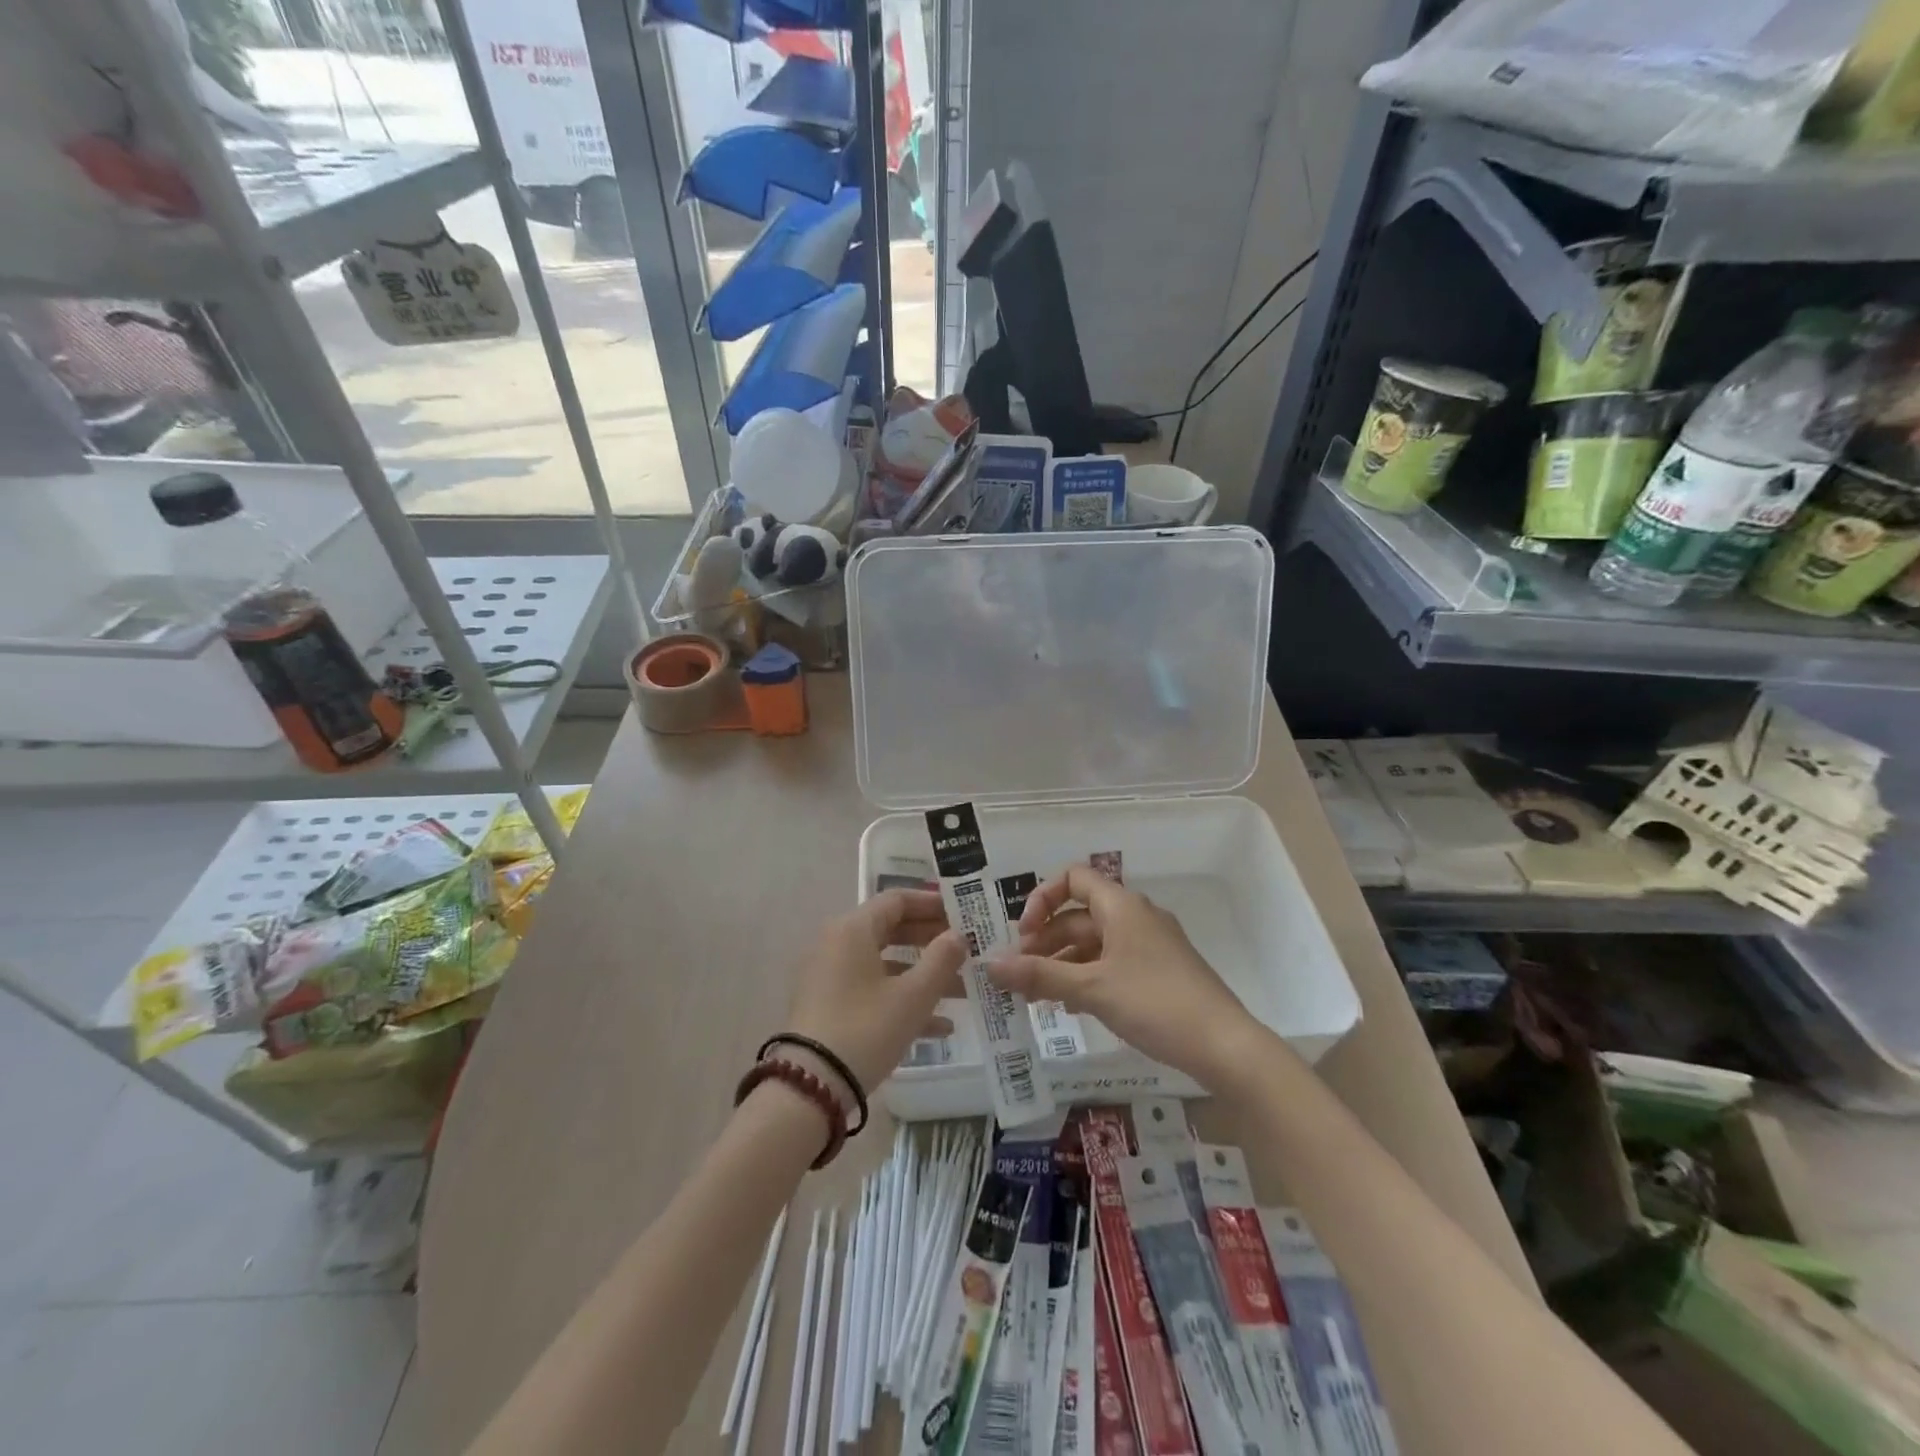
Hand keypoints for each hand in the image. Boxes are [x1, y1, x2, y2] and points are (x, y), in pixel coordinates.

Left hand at [783, 889, 966, 1099]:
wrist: (810, 1087)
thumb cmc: (866, 1028)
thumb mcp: (913, 995)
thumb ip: (941, 959)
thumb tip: (958, 935)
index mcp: (853, 929)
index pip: (897, 900)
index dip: (932, 904)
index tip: (963, 914)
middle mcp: (837, 944)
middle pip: (891, 929)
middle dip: (931, 941)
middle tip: (967, 949)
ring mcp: (830, 976)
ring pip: (885, 964)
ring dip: (923, 975)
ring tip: (963, 991)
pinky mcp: (828, 1005)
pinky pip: (872, 990)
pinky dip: (902, 999)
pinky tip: (940, 1027)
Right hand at [988, 864, 1260, 1086]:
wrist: (1224, 1045)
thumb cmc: (1155, 1003)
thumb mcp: (1091, 989)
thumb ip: (1039, 975)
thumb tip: (990, 965)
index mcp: (1121, 906)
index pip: (1073, 878)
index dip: (1042, 898)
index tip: (1023, 934)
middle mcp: (1136, 916)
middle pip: (1080, 914)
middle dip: (1046, 939)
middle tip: (1021, 972)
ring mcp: (1151, 944)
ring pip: (1096, 942)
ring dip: (1064, 961)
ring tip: (1038, 995)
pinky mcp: (1160, 972)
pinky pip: (1113, 962)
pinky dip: (1088, 976)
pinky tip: (1072, 1006)